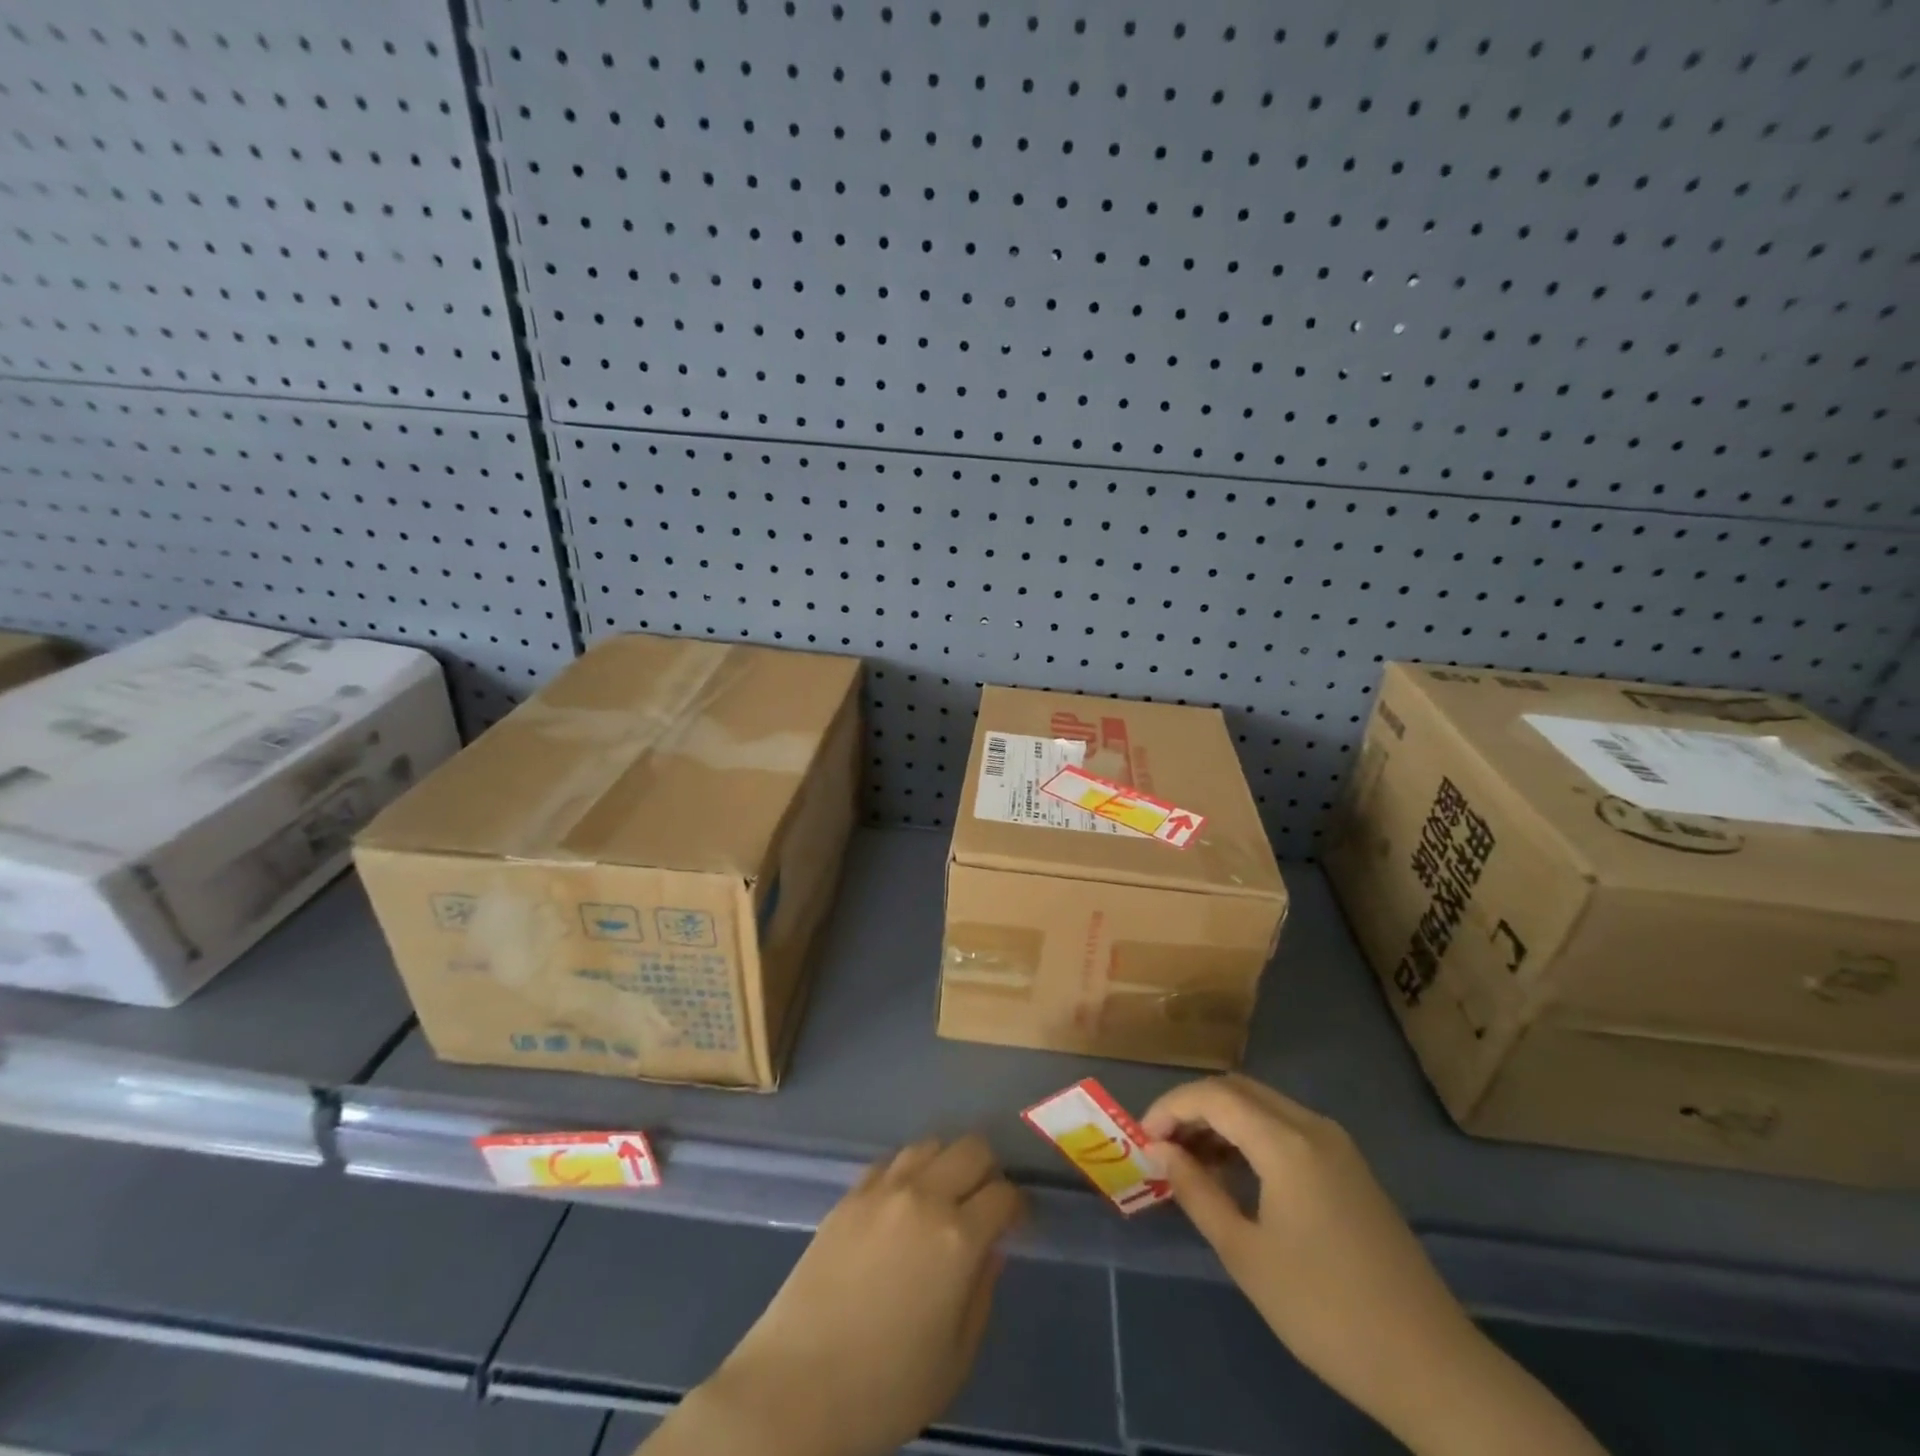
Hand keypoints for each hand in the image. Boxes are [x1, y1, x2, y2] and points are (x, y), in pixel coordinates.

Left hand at [644, 1134, 1023, 1455]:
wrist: (796, 1387)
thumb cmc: (885, 1388)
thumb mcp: (955, 1359)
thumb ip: (981, 1293)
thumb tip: (990, 1249)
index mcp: (958, 1238)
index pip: (1004, 1194)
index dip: (1016, 1206)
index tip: (1015, 1224)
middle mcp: (924, 1197)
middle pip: (971, 1149)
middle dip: (988, 1171)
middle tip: (983, 1204)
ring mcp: (882, 1190)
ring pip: (930, 1144)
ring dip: (946, 1163)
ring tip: (943, 1197)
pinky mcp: (849, 1195)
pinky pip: (890, 1161)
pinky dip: (907, 1172)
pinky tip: (902, 1203)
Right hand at [1143, 1075, 1605, 1455]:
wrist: (1430, 1365)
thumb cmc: (1325, 1310)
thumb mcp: (1246, 1254)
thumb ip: (1196, 1191)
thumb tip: (1159, 1149)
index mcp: (1287, 1142)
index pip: (1213, 1096)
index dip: (1170, 1108)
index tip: (1143, 1140)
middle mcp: (1312, 1127)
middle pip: (1238, 1090)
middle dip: (1193, 1108)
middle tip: (1163, 1147)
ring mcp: (1337, 1145)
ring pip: (1263, 1106)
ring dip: (1222, 1121)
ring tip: (1192, 1163)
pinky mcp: (1350, 1168)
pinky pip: (1287, 1128)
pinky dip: (1251, 1137)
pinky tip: (1236, 1175)